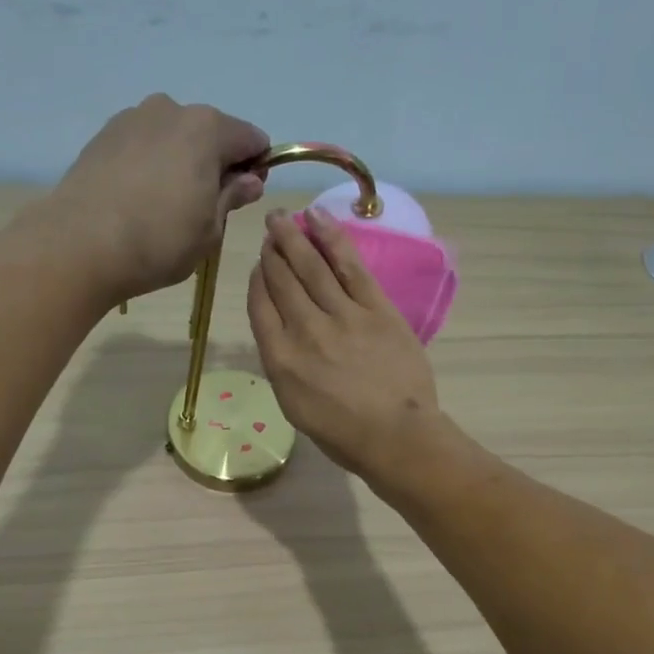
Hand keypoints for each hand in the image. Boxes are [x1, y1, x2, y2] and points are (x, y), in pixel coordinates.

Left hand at [52, 94, 269, 299]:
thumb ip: (231, 198)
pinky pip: (141, 146)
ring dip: (179, 163)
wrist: (80, 245)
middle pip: (209, 133)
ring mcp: (131, 118)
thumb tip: (249, 180)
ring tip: (164, 207)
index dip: (256, 168)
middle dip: (214, 163)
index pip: (251, 139)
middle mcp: (170, 109)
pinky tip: (137, 200)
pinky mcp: (102, 136)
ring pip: (172, 137)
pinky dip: (148, 165)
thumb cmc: (159, 241)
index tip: (244, 198)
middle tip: (203, 208)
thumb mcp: (209, 230)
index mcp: (207, 128)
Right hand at [247, 208, 443, 478]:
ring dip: (294, 237)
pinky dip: (332, 239)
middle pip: (282, 281)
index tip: (259, 264)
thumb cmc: (342, 434)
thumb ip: (283, 365)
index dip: (257, 280)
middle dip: (272, 251)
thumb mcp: (294, 406)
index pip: (260, 307)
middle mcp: (304, 330)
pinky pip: (348, 265)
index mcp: (280, 360)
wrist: (396, 436)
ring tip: (283, 216)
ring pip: (311, 266)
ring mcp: (341, 315)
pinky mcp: (375, 308)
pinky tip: (319, 219)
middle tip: (269, 228)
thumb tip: (282, 332)